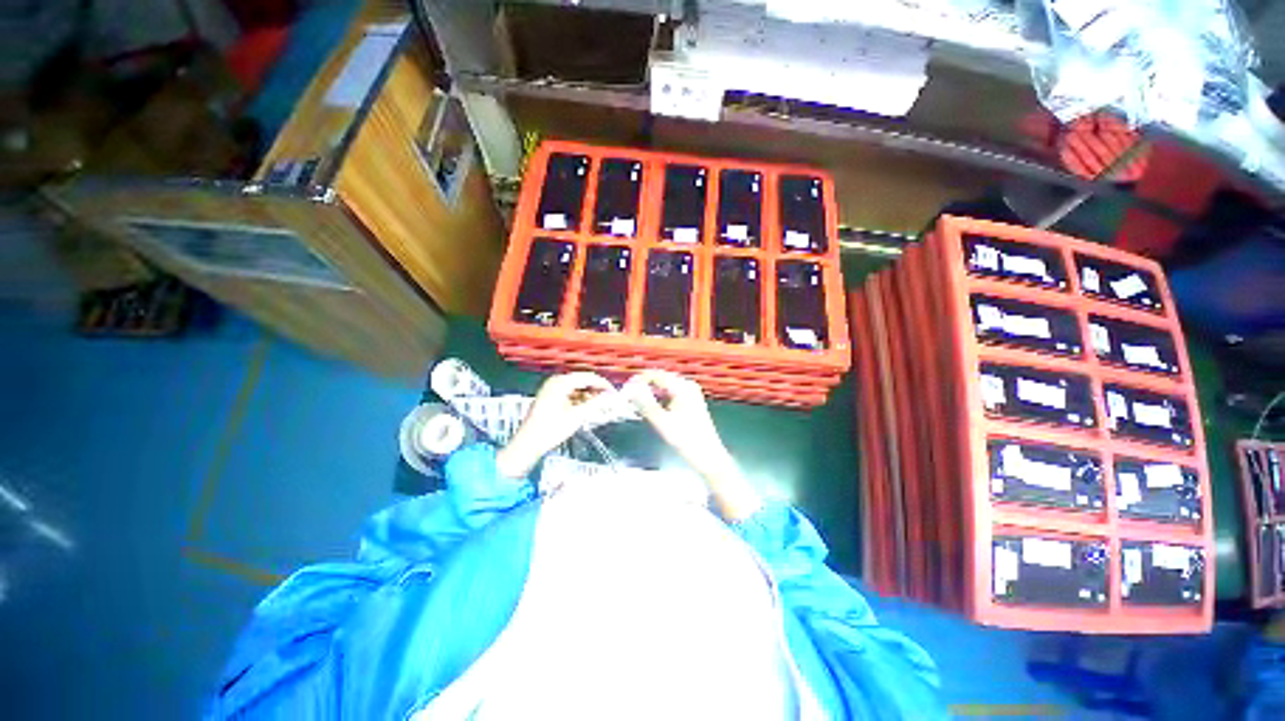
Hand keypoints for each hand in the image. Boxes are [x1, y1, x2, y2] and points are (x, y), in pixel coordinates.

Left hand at [496, 372, 614, 478]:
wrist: (528, 444)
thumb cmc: (551, 429)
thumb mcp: (577, 416)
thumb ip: (597, 403)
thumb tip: (612, 396)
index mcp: (561, 382)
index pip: (588, 377)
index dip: (604, 384)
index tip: (615, 393)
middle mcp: (556, 381)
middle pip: (582, 381)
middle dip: (597, 390)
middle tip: (609, 400)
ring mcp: (551, 389)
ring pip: (577, 388)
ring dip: (589, 395)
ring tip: (599, 406)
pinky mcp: (550, 397)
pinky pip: (570, 393)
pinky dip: (579, 399)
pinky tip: (586, 409)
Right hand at [624, 370, 762, 520]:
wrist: (709, 458)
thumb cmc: (687, 442)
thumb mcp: (662, 423)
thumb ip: (645, 404)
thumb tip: (629, 389)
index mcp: (682, 387)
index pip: (655, 375)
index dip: (637, 381)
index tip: (623, 392)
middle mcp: (687, 385)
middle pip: (659, 379)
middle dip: (642, 386)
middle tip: (626, 399)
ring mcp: (690, 392)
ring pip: (663, 386)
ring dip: (649, 392)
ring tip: (635, 404)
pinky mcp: (690, 401)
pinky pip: (669, 393)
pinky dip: (658, 398)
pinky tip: (650, 408)